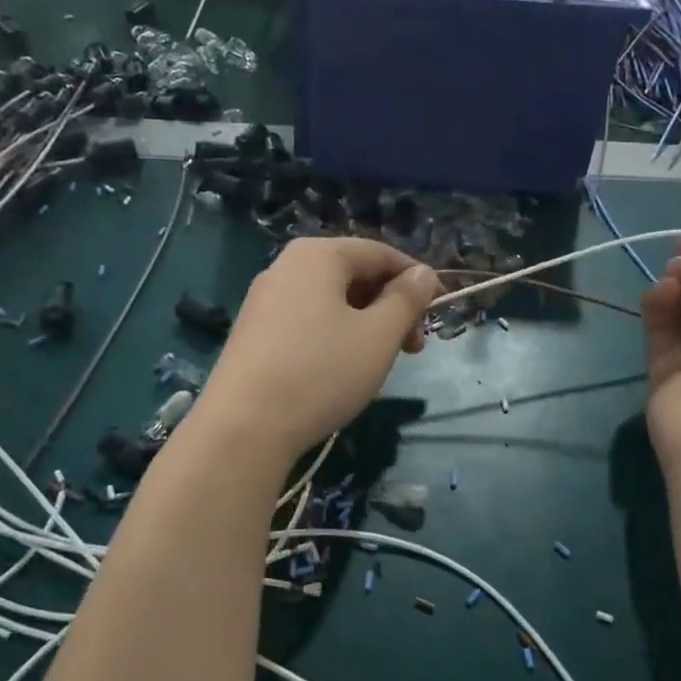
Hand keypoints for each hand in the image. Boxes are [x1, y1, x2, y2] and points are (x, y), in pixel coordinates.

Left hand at [197, 238, 439, 460]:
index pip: (381, 253)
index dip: (416, 280)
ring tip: (380, 362)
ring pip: (331, 301)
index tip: (436, 315)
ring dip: (366, 324)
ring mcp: (264, 299)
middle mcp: (286, 266)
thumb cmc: (322, 372)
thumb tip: (423, 273)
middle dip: (390, 306)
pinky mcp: (253, 332)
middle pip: (354, 275)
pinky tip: (341, 371)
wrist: (244, 427)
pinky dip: (335, 336)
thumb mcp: (379, 336)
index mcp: (318, 255)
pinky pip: (307, 321)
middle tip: (412, 348)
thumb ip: (407, 299)